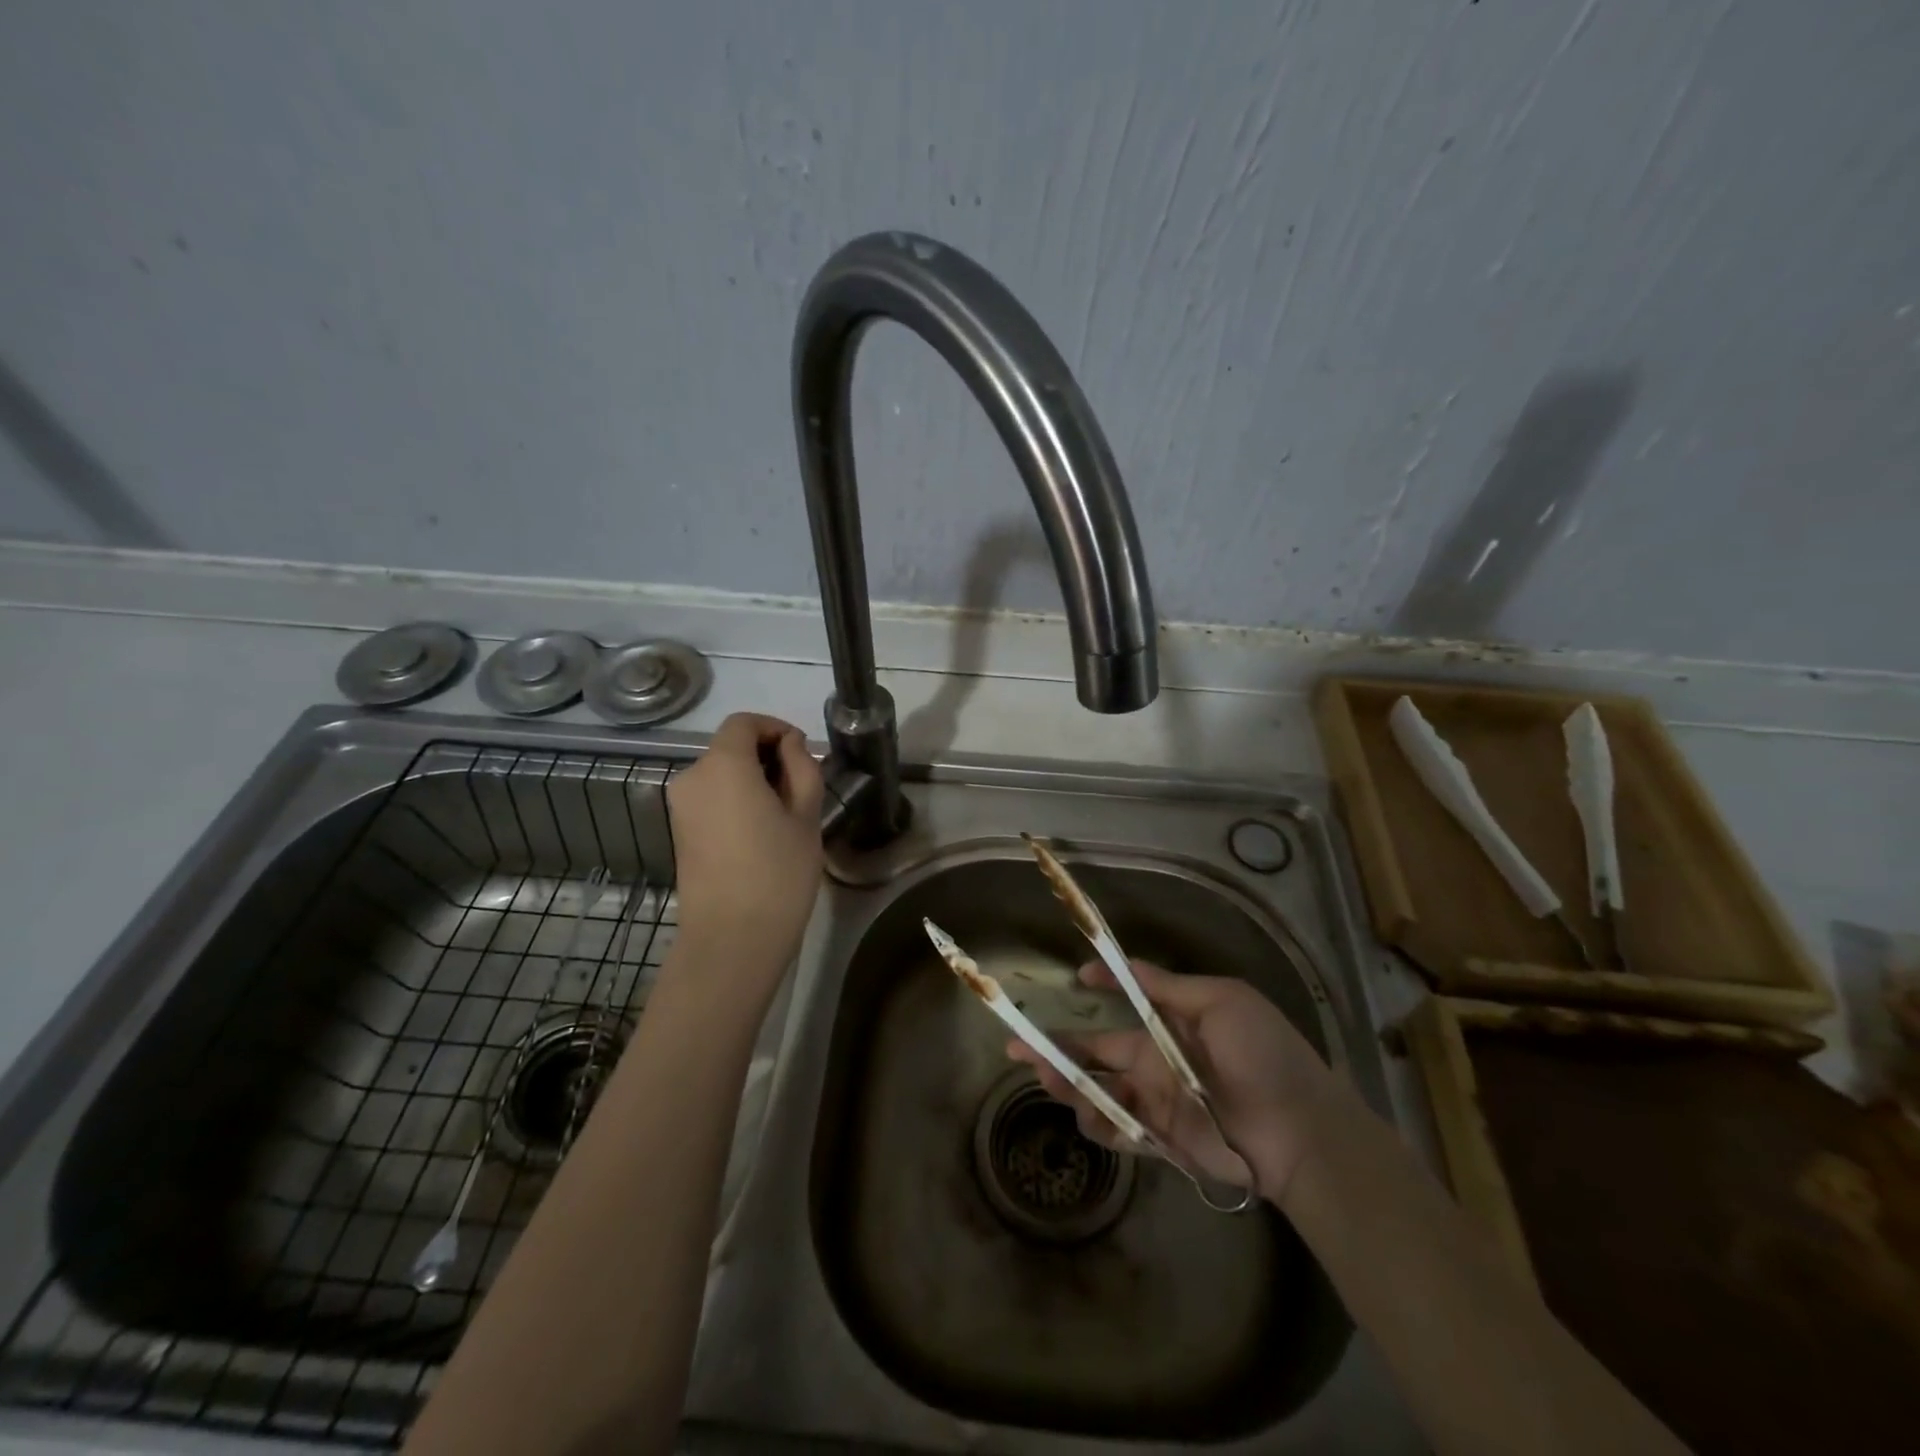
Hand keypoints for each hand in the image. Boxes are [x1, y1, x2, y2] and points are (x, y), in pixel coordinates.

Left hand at [666, 713, 824, 994]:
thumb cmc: (778, 873)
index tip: (802, 751)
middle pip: (730, 747)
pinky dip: (735, 799)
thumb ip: (802, 767)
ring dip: (752, 779)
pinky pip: (711, 798)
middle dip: (766, 755)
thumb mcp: (806, 816)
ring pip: (720, 773)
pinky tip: (761, 831)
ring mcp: (680, 806)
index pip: (744, 723)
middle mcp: (692, 777)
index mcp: (723, 765)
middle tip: (802, 786)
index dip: (775, 728)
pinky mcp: (679, 831)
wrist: (731, 939)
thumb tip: (790, 745)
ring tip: (785, 812)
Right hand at [1008, 959, 1336, 1203]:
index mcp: (1174, 1024)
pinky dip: (1098, 1123)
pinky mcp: (1162, 1141)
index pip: (1128, 1001)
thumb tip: (1125, 965)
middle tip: (1016, 1045)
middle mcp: (1158, 1061)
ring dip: (1069, 1084)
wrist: (1302, 1132)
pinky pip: (1119, 1130)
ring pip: (1099, 1090)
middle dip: (1058, 1047)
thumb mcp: (1224, 1002)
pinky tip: (1084, 1114)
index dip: (1101, 988)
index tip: (1077, 977)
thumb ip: (1170, 988)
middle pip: (1097, 1050)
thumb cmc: (1265, 1055)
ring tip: (1045, 1077)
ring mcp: (1157, 1102)